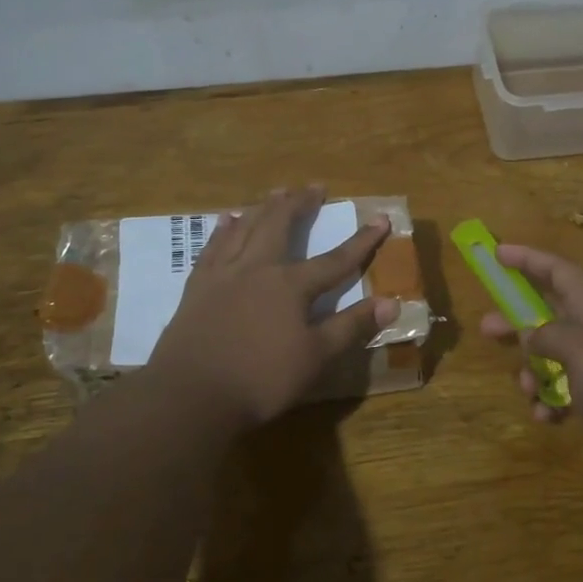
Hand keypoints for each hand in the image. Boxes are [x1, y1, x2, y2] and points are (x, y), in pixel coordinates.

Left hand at [147, 185, 397, 428]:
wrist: (190, 394)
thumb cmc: (260, 379)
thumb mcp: (316, 357)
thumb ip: (351, 326)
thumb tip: (392, 302)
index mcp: (290, 286)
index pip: (335, 260)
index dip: (361, 241)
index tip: (381, 219)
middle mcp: (257, 269)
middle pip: (281, 226)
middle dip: (300, 205)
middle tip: (314, 187)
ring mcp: (223, 275)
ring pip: (245, 229)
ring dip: (263, 208)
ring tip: (275, 192)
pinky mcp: (196, 288)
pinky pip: (212, 248)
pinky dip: (223, 230)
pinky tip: (226, 220)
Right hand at [480, 244, 582, 499]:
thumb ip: (551, 336)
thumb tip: (529, 333)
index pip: (561, 274)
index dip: (529, 260)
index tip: (497, 253)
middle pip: (552, 315)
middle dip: (519, 321)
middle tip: (487, 329)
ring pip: (557, 359)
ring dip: (533, 371)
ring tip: (525, 390)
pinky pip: (571, 395)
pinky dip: (553, 403)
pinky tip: (546, 419)